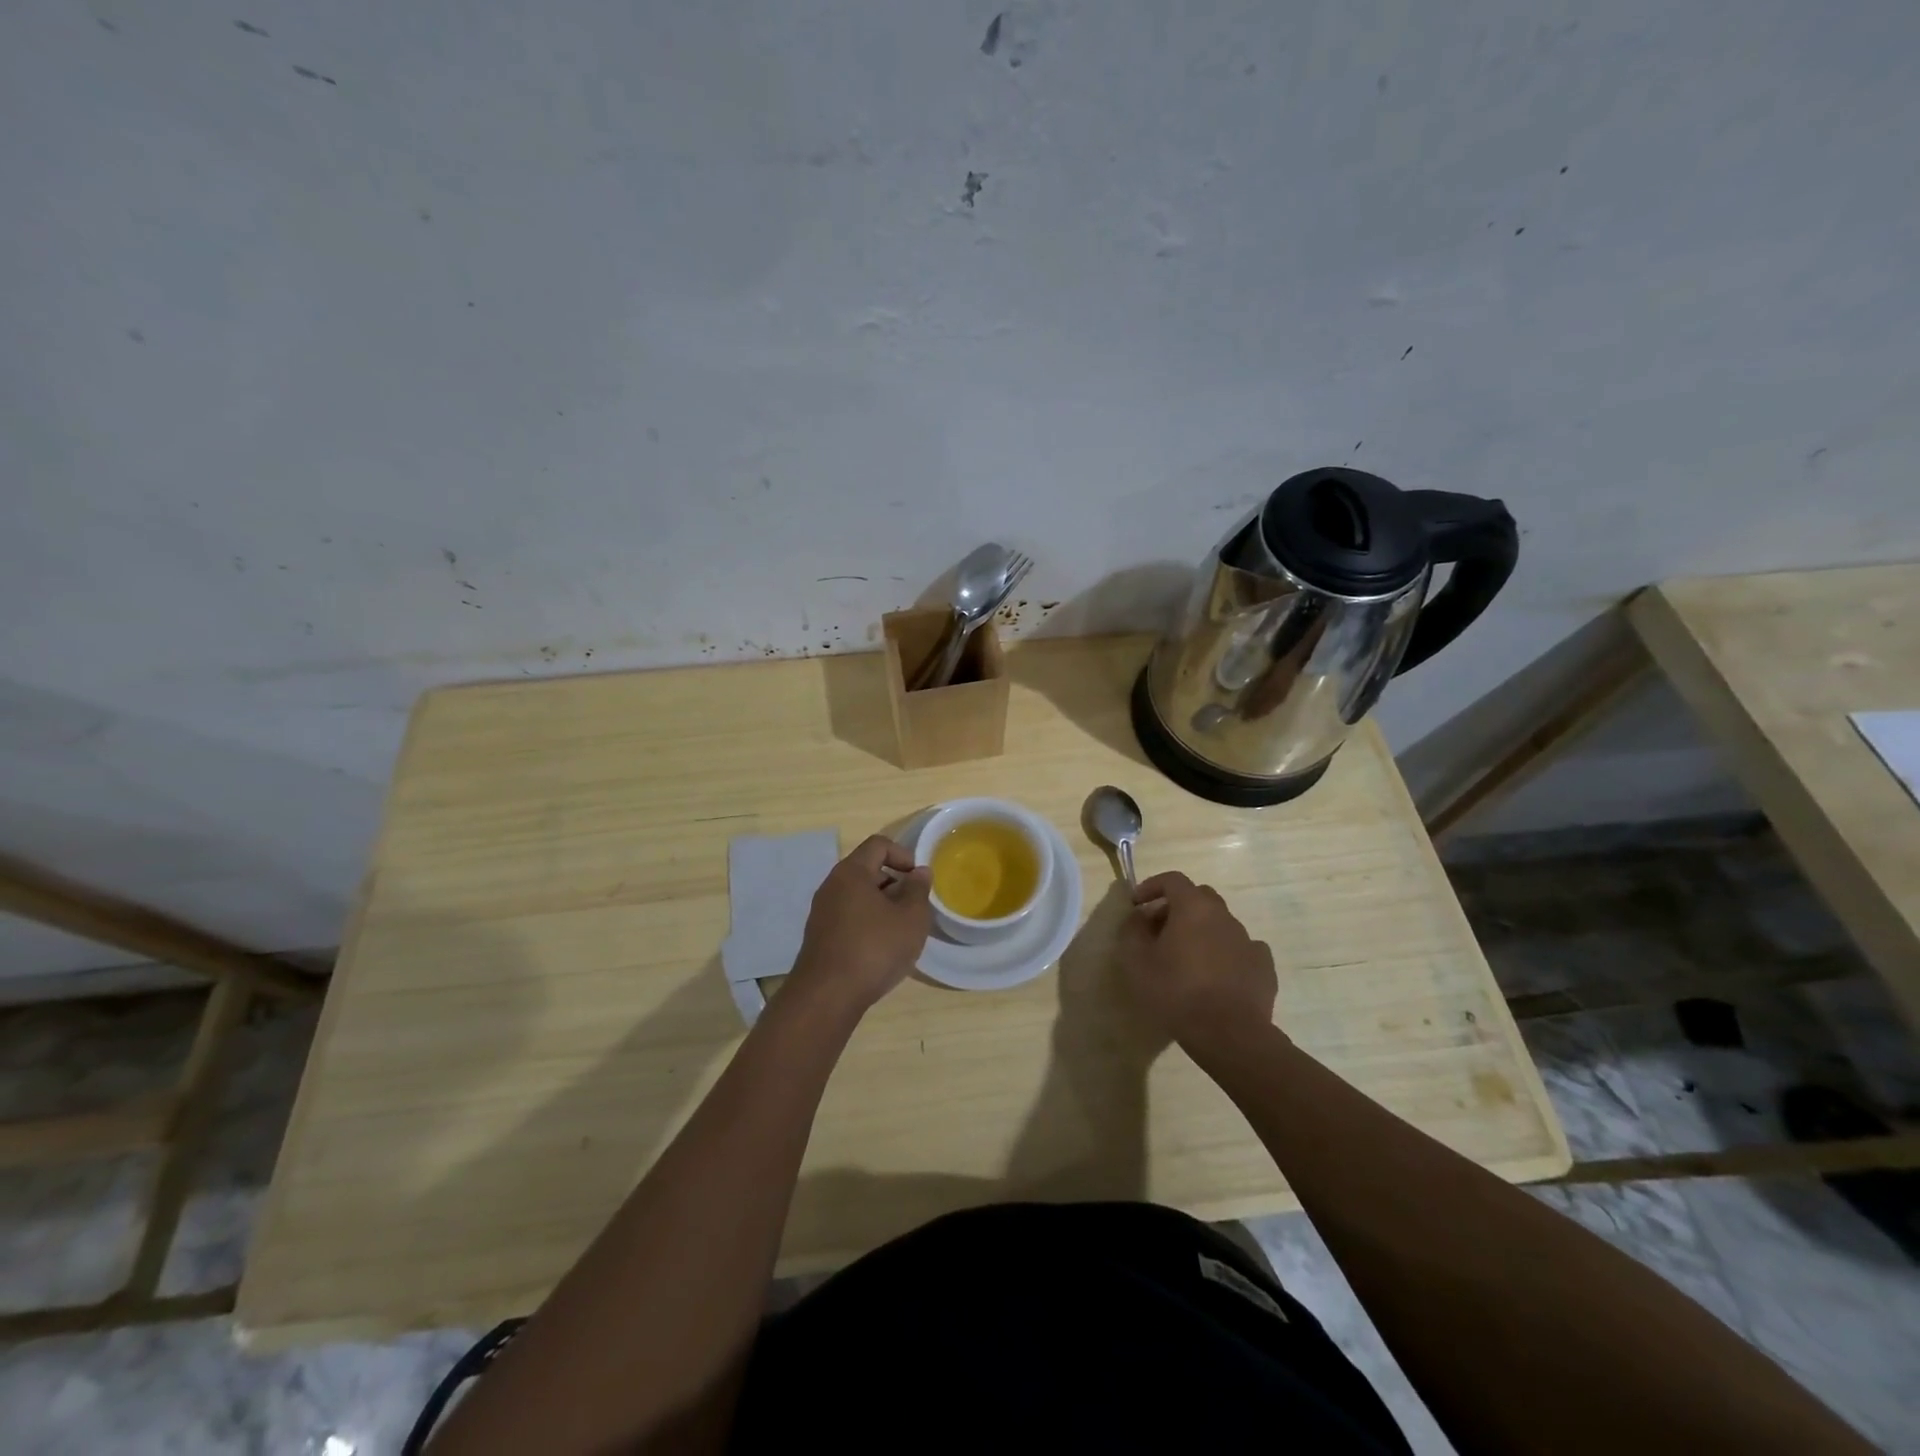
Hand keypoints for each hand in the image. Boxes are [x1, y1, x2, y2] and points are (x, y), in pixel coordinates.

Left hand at [789, 835, 932, 1015]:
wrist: (827, 996)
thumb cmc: (874, 948)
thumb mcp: (911, 918)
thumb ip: (918, 890)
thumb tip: (919, 872)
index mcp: (851, 872)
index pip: (878, 845)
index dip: (903, 855)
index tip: (919, 879)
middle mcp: (831, 885)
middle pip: (867, 870)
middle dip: (895, 883)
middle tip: (914, 907)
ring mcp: (822, 912)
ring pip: (858, 896)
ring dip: (882, 906)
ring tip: (901, 931)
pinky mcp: (820, 936)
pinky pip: (848, 917)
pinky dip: (868, 923)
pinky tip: (881, 949)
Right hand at [1118, 872, 1278, 1052]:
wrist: (1229, 1035)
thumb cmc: (1176, 992)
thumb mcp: (1136, 961)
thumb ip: (1132, 930)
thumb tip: (1138, 916)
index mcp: (1193, 908)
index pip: (1172, 879)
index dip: (1151, 886)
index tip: (1136, 904)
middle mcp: (1224, 916)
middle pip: (1199, 897)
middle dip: (1177, 907)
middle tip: (1159, 931)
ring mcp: (1248, 940)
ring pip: (1221, 924)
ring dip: (1201, 932)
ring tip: (1187, 959)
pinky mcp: (1263, 967)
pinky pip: (1241, 950)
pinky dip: (1226, 954)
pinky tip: (1217, 976)